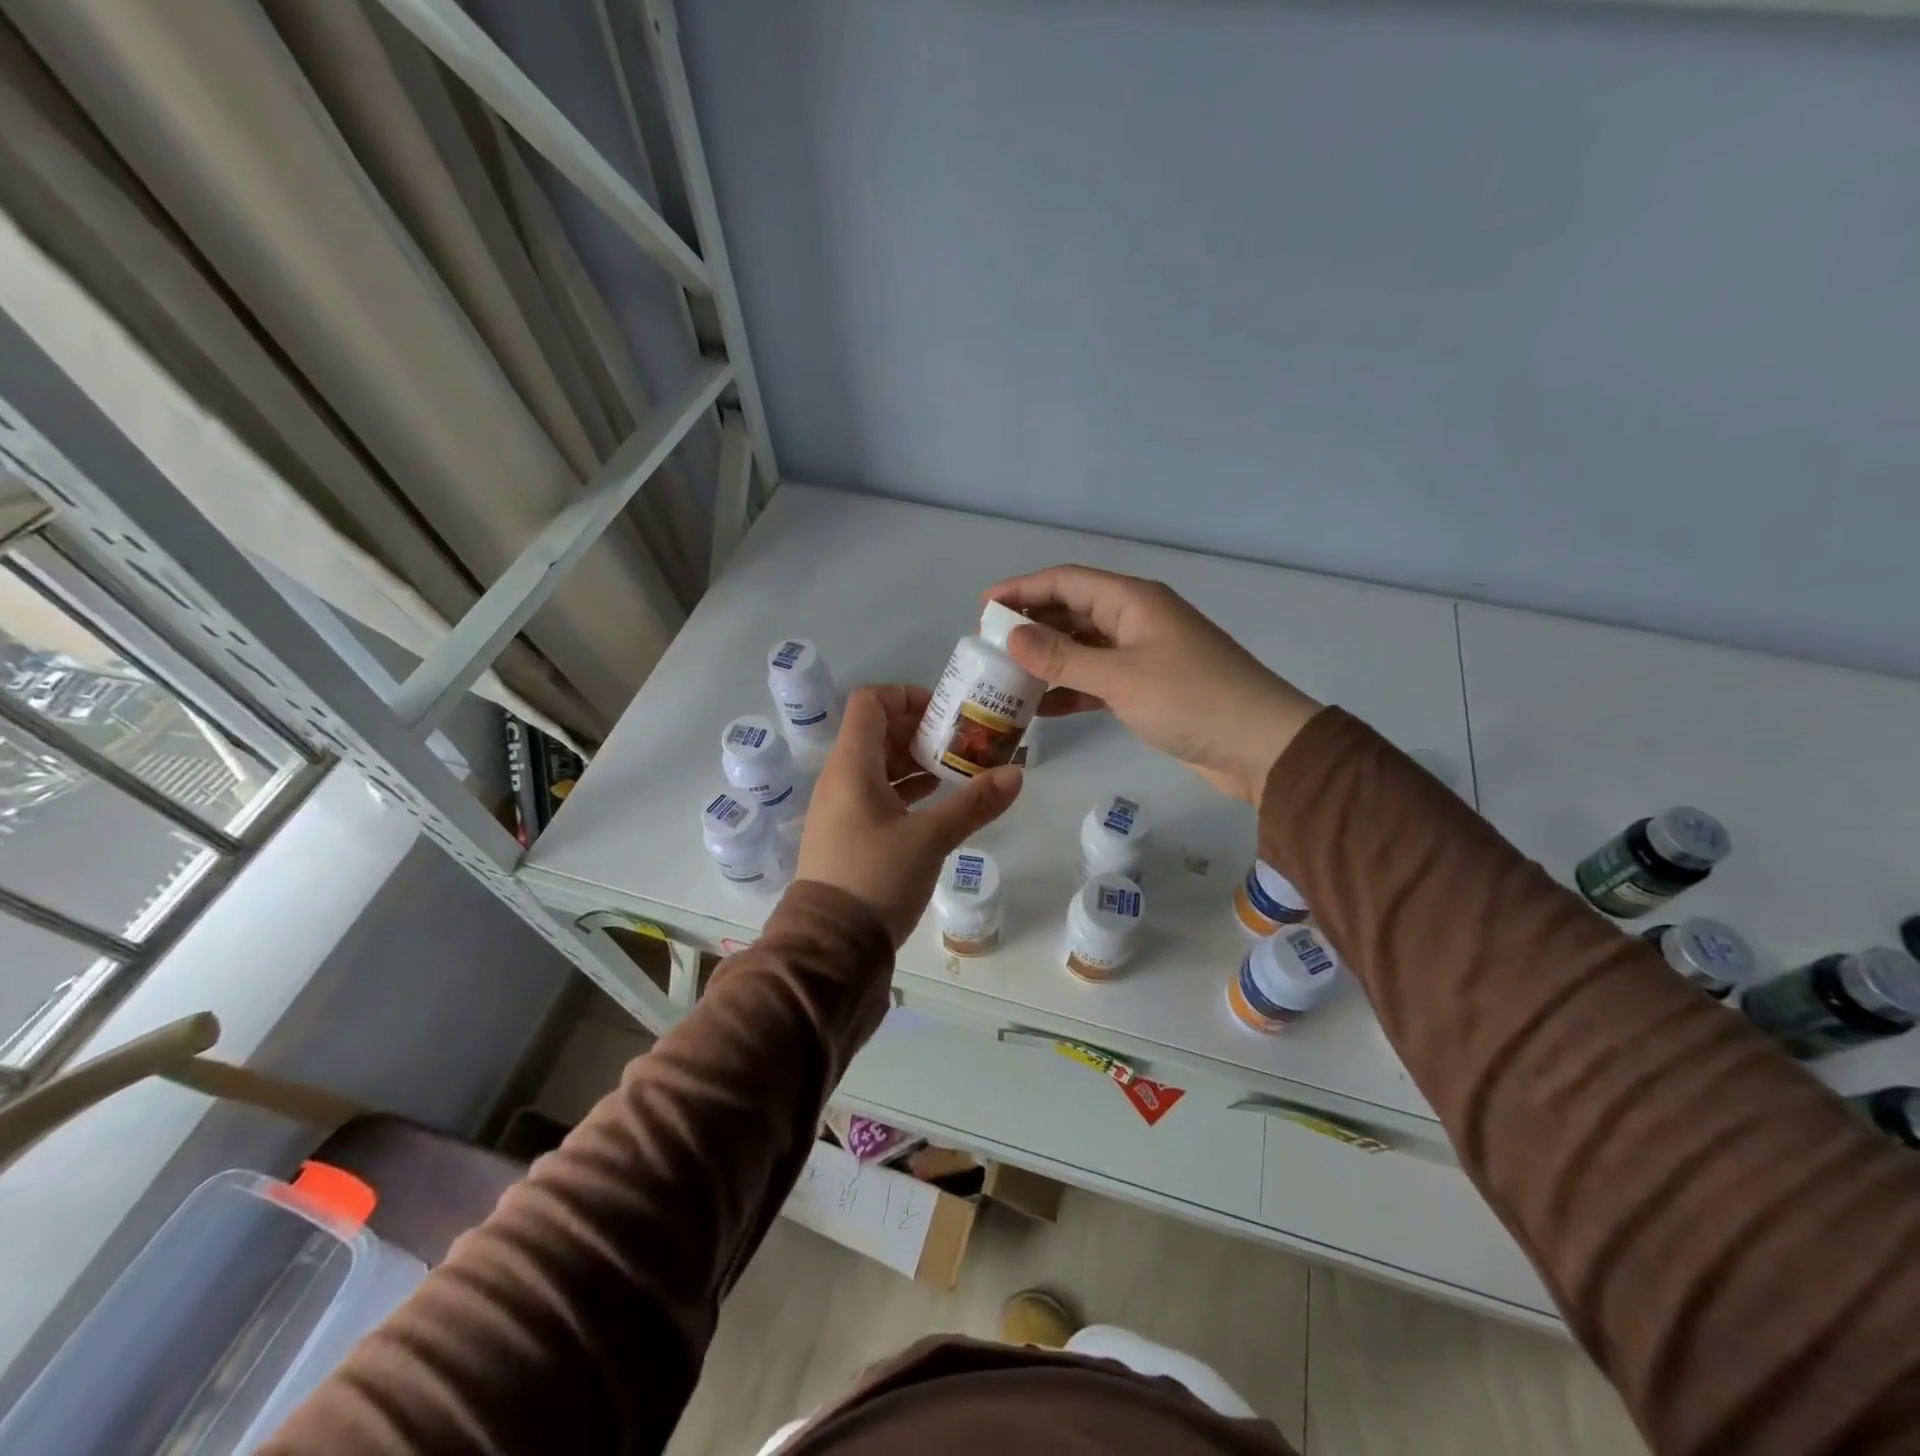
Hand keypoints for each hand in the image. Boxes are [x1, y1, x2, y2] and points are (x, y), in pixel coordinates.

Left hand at [796, 685, 1022, 945]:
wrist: (829, 948)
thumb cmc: (875, 879)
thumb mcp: (929, 839)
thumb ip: (973, 804)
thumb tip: (1016, 774)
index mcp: (851, 767)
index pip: (870, 702)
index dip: (907, 696)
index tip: (945, 713)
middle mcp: (840, 779)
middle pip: (877, 732)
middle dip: (921, 730)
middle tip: (963, 742)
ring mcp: (841, 809)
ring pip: (879, 766)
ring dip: (917, 762)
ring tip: (958, 769)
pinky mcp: (848, 835)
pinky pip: (877, 794)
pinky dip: (907, 790)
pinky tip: (938, 802)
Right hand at [984, 565, 1322, 803]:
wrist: (1260, 746)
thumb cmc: (1191, 700)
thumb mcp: (1120, 677)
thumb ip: (1063, 657)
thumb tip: (1010, 636)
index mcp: (1132, 601)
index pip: (1066, 581)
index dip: (1022, 589)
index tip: (983, 608)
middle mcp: (1135, 620)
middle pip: (1072, 611)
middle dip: (1030, 626)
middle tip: (988, 648)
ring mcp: (1142, 655)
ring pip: (1082, 647)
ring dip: (1047, 660)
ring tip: (1006, 677)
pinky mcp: (1147, 689)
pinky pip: (1097, 679)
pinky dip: (1070, 688)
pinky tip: (1041, 707)